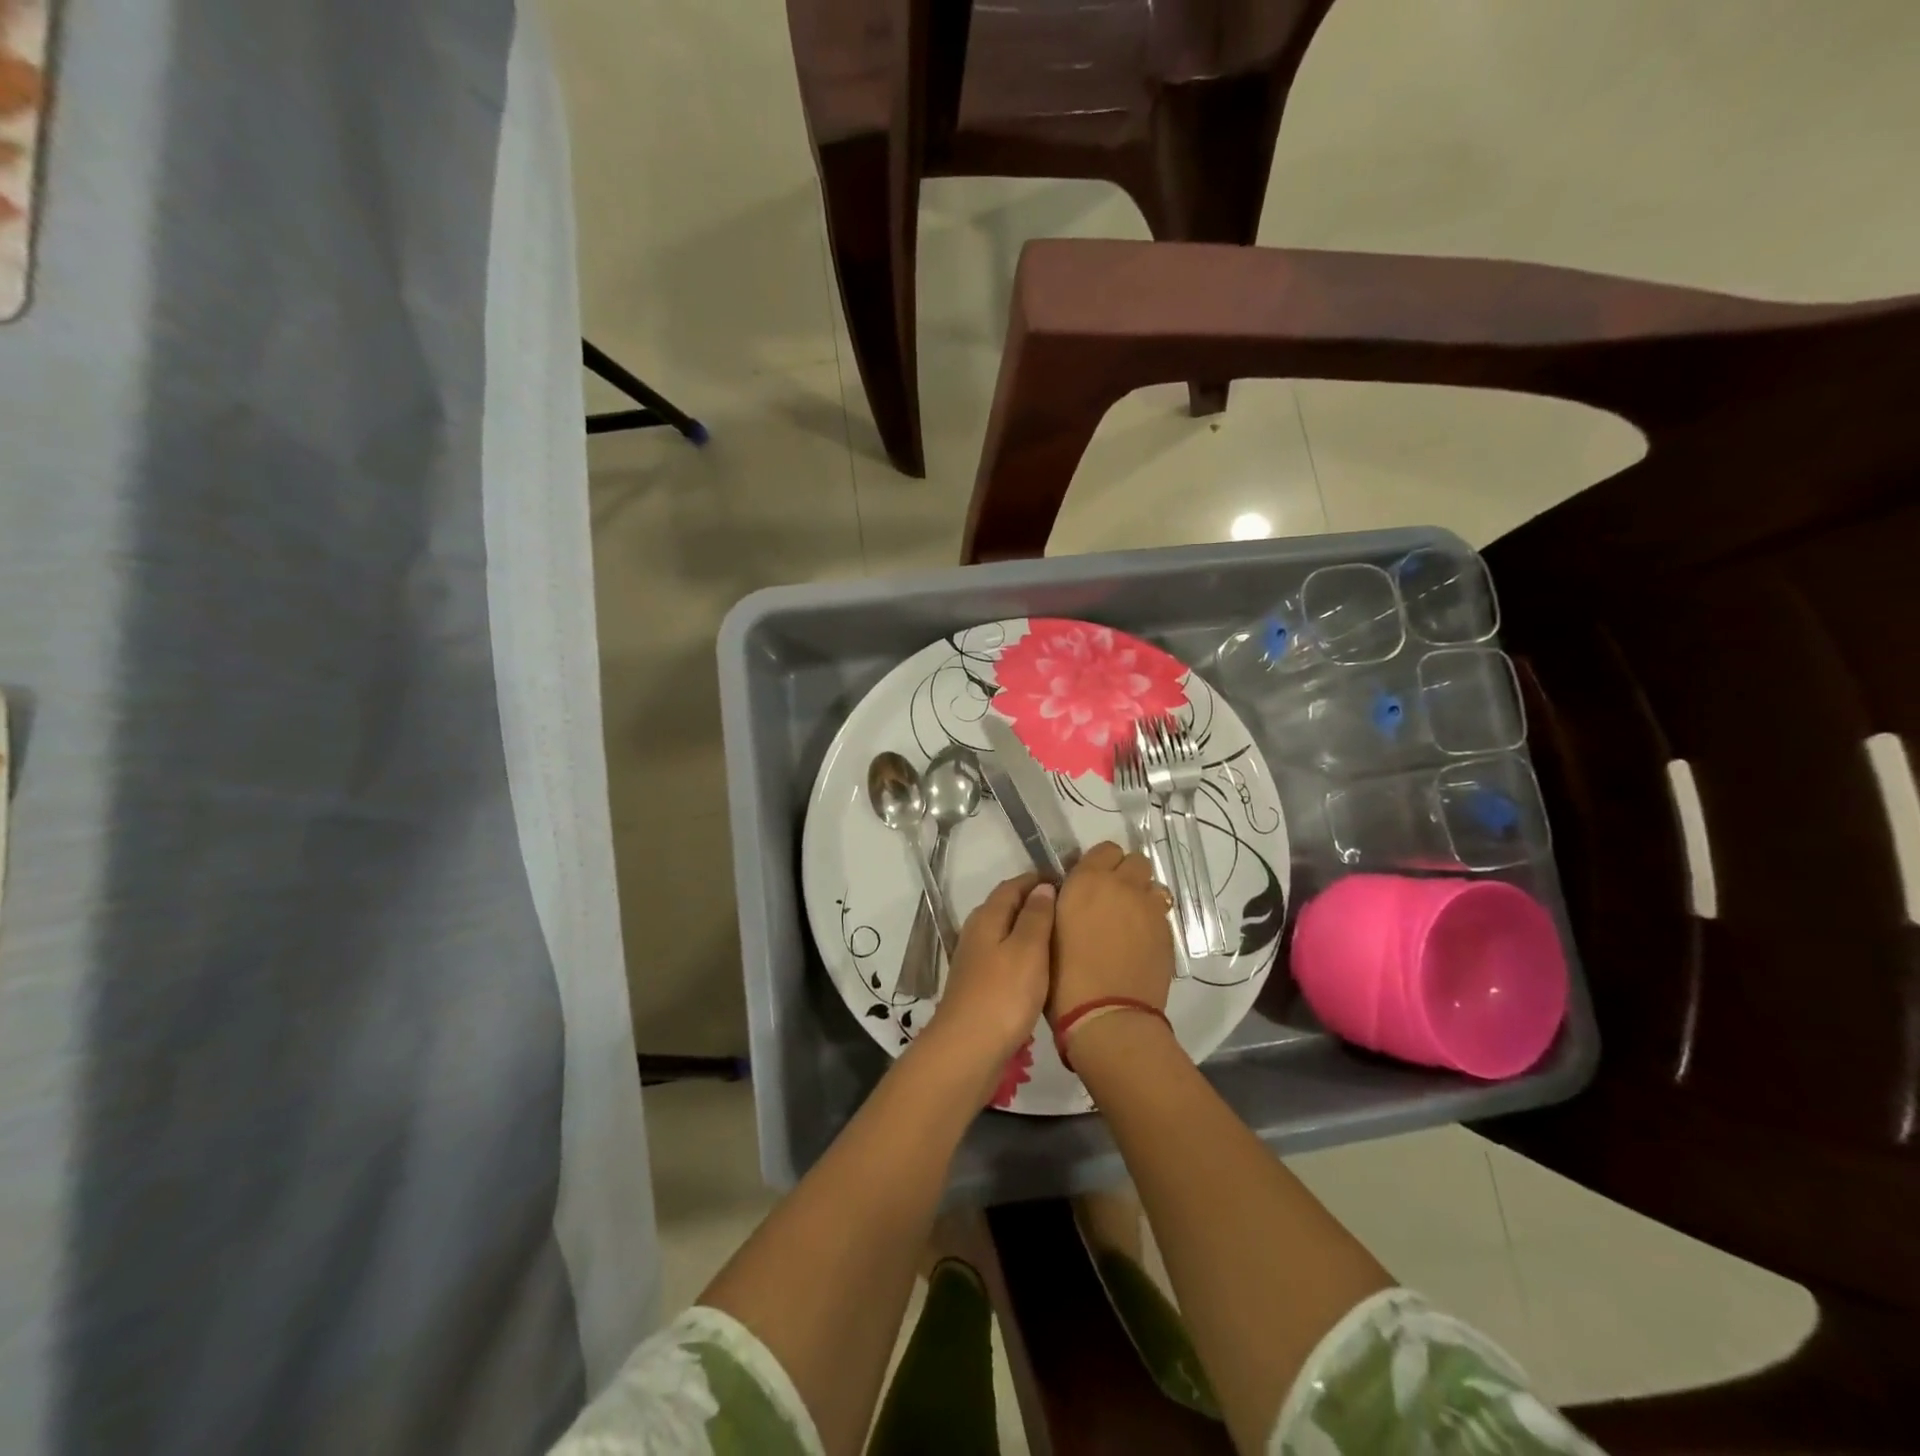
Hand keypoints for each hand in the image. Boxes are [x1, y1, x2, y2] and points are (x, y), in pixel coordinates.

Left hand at [922, 873, 1055, 1090]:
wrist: (968, 1050)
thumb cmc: (1003, 995)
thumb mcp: (1028, 950)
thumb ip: (1036, 916)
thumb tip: (1042, 887)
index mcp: (987, 917)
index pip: (1012, 886)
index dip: (1037, 880)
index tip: (1065, 880)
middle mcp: (976, 933)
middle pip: (1006, 907)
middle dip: (1033, 902)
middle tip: (1067, 906)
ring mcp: (974, 961)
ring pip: (1004, 933)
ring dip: (1028, 929)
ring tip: (1060, 935)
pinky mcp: (979, 986)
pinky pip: (1004, 957)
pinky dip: (1023, 953)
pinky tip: (1040, 968)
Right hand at [1049, 841, 1175, 1024]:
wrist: (1107, 1016)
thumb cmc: (1064, 976)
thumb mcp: (1049, 930)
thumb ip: (1063, 902)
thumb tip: (1069, 892)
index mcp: (1088, 880)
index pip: (1105, 849)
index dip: (1099, 864)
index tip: (1090, 882)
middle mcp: (1124, 885)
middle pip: (1136, 861)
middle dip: (1126, 874)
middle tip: (1111, 899)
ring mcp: (1150, 909)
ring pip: (1153, 886)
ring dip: (1142, 896)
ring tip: (1130, 921)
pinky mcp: (1168, 933)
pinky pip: (1161, 914)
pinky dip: (1152, 921)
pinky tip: (1140, 943)